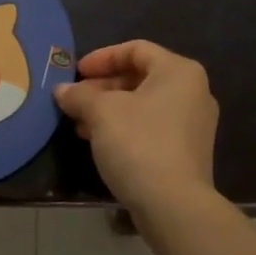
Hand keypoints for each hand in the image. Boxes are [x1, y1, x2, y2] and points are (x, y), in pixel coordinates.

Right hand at [55, 41, 217, 216]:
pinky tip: (98, 141)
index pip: (135, 49)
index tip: (76, 73)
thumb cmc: (139, 143)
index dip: (102, 57)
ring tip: (79, 123)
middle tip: (74, 100)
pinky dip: (124, 127)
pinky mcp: (187, 151)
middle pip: (140, 76)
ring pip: (143, 104)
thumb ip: (79, 95)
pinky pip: (151, 126)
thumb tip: (62, 91)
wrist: (173, 205)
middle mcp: (193, 92)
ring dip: (109, 109)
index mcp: (178, 72)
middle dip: (102, 87)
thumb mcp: (101, 113)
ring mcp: (193, 124)